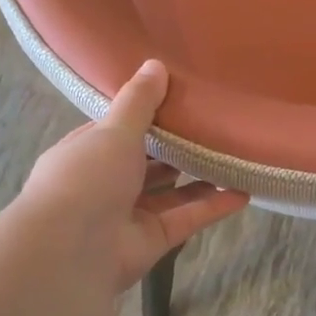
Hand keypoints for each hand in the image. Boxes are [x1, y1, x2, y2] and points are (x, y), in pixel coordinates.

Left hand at [15, 60, 248, 291]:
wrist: (71, 251)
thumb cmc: (87, 178)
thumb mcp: (114, 130)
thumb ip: (139, 101)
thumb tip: (156, 64)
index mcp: (86, 153)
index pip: (116, 130)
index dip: (144, 116)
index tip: (178, 98)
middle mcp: (105, 184)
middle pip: (146, 162)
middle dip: (175, 147)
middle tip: (213, 125)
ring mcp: (129, 214)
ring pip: (170, 192)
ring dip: (199, 177)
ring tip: (233, 156)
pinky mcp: (152, 240)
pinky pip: (187, 218)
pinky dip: (213, 206)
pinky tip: (243, 192)